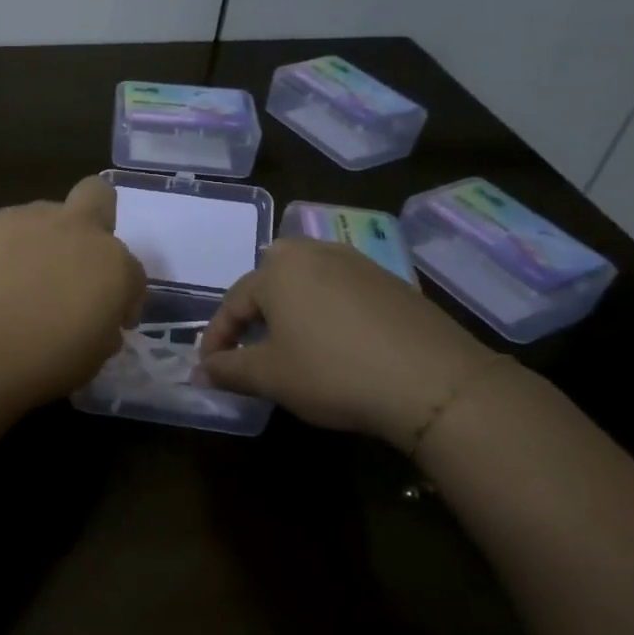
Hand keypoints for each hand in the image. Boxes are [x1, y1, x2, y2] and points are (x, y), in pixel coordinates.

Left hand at [0, 177, 145, 406]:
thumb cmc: (46, 361)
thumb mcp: (93, 356)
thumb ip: (101, 327)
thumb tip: (94, 321)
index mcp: (113, 264)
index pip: (132, 272)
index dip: (122, 298)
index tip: (106, 321)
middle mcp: (76, 229)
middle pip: (97, 196)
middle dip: (93, 217)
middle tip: (71, 260)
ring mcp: (27, 218)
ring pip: (41, 217)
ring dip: (37, 242)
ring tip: (12, 283)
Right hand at [199, 238, 498, 450]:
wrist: (434, 381)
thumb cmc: (333, 372)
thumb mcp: (270, 376)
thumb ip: (228, 370)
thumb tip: (198, 373)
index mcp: (277, 270)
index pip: (232, 303)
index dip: (216, 339)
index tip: (210, 369)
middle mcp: (314, 253)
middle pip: (269, 282)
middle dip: (253, 315)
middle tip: (249, 350)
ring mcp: (357, 263)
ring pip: (306, 283)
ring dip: (290, 311)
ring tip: (290, 346)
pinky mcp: (390, 281)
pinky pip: (340, 291)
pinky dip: (325, 312)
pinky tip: (335, 343)